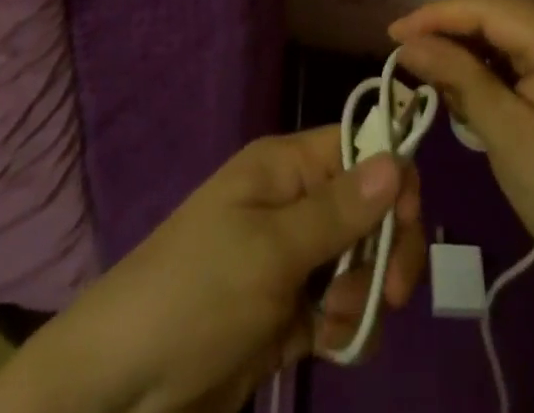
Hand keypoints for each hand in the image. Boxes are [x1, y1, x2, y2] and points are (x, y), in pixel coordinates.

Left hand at [0, 127, 424, 412]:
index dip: (393, 176)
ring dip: (364, 294)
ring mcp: (293, 258)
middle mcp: (294, 202)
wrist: (125, 387)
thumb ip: (339, 211)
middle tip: (388, 292)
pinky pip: (344, 306)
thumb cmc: (197, 294)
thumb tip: (398, 159)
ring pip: (363, 261)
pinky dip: (347, 326)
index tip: (408, 223)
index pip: (360, 147)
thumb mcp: (270, 250)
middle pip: (371, 207)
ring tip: (333, 323)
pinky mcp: (290, 310)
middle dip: (387, 247)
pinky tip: (324, 346)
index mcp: (285, 167)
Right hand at [390, 0, 533, 315]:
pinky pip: (518, 48)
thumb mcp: (504, 133)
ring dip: (466, 42)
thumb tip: (406, 43)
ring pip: (505, 25)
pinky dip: (486, 59)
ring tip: (428, 65)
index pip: (488, 6)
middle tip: (406, 48)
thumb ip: (455, 76)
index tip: (392, 32)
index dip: (437, 14)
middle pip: (497, 8)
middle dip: (449, 24)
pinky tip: (462, 78)